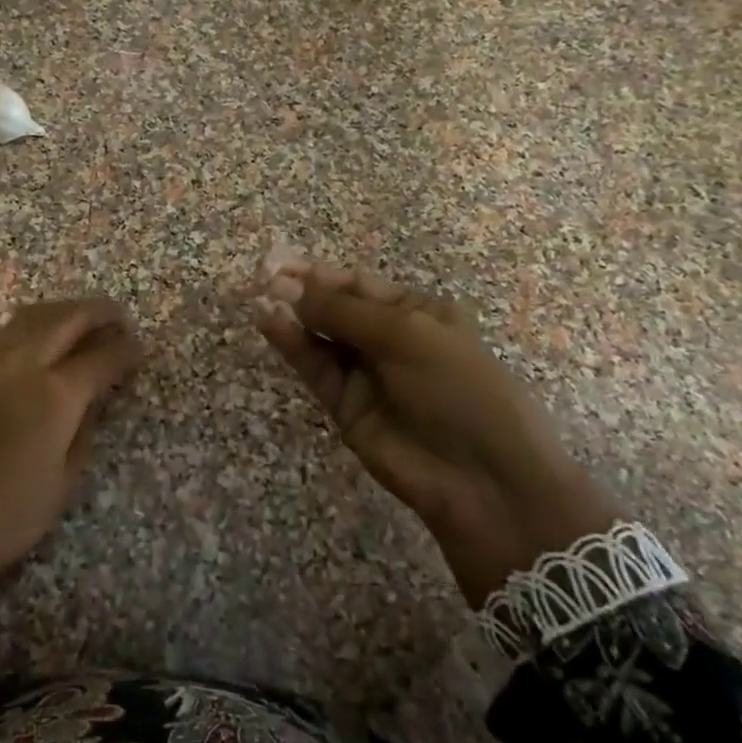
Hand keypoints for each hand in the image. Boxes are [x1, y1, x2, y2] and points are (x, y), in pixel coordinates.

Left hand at [0, 298, 141, 651]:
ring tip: (83, 323)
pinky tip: (42, 344)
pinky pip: (7, 334)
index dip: (126, 350)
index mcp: (55, 396)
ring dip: (63, 312)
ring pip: (31, 317)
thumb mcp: (61, 486)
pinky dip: (33, 327)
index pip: (101, 357)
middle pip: (66, 318)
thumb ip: (84, 434)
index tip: (140, 349)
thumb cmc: (0, 521)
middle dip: (98, 312)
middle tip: (119, 319)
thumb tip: (94, 402)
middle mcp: (22, 366)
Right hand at [256, 259, 620, 606]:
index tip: (281, 263)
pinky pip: (316, 368)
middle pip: (336, 309)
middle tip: (261, 279)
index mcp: (418, 312)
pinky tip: (270, 325)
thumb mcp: (406, 335)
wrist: (482, 479)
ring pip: (321, 338)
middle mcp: (389, 339)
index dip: (321, 273)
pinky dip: (293, 346)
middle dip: (301, 293)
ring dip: (292, 317)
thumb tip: (284, 287)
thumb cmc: (458, 388)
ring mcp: (366, 374)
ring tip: (259, 299)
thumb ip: (341, 311)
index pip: (360, 284)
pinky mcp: (345, 406)